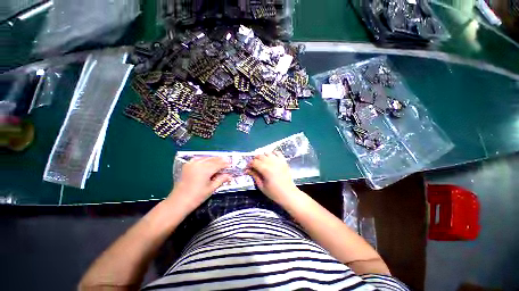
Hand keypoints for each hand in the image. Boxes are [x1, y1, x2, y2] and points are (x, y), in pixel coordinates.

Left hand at [168, 157, 230, 211]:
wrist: (178, 202)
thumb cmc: (197, 197)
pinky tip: (208, 161)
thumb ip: (221, 179)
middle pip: (213, 159)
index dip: (226, 164)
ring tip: (220, 161)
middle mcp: (199, 163)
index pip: (219, 164)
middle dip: (221, 160)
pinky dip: (205, 159)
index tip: (231, 165)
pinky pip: (199, 159)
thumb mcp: (211, 188)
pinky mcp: (187, 165)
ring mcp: (192, 163)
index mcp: (205, 169)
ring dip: (214, 159)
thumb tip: (230, 175)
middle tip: (227, 162)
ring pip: (206, 158)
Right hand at [246, 152, 299, 203]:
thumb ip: (254, 176)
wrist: (289, 194)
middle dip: (254, 160)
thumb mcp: (261, 186)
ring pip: (267, 153)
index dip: (249, 165)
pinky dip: (273, 153)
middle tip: (253, 166)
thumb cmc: (274, 193)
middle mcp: (272, 163)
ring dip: (263, 156)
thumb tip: (247, 170)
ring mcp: (279, 161)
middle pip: (260, 156)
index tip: (247, 169)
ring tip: (262, 162)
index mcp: (265, 169)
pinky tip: (271, 158)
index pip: (254, 162)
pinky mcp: (284, 161)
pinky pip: (277, 153)